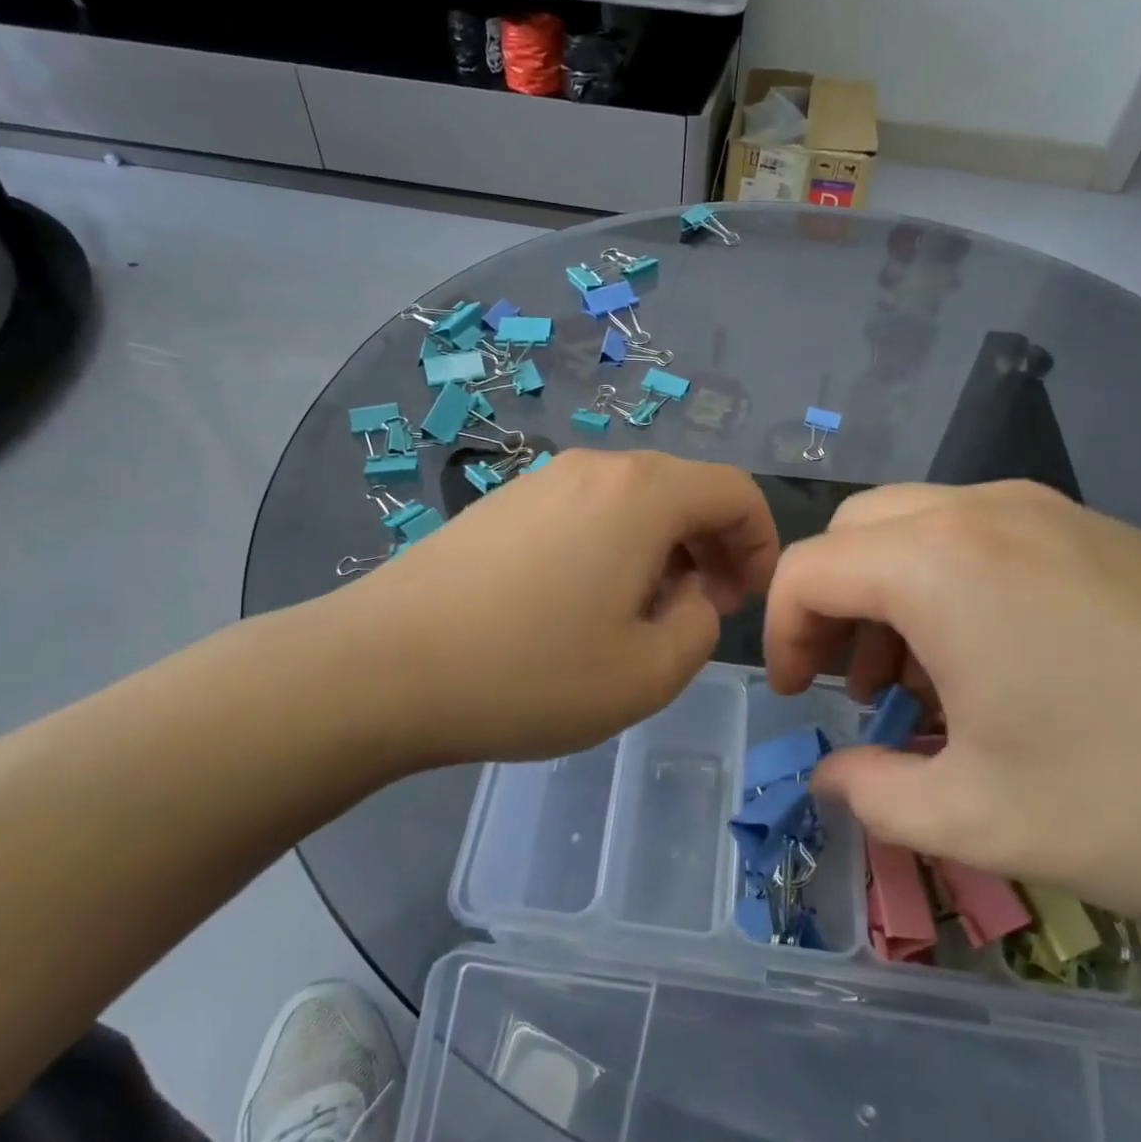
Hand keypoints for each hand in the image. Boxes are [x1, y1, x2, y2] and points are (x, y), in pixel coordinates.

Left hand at [333, 450, 778, 767]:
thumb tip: (695, 594)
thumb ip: (701, 626)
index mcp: (642, 494)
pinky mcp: (503, 503)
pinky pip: (586, 511)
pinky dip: (613, 546)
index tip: (746, 599)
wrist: (380, 667)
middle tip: (703, 610)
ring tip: (642, 615)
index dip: (760, 541)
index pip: (734, 491)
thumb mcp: (647, 673)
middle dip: (713, 547)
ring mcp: (542, 479)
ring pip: (633, 501)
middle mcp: (596, 467)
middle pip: (683, 489)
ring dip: (662, 549)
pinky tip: (581, 605)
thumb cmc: (528, 673)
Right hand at [761, 479, 1140, 935]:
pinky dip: (953, 587)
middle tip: (851, 683)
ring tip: (924, 684)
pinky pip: (986, 538)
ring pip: (922, 528)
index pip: (808, 567)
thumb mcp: (981, 818)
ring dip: (892, 595)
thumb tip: (828, 779)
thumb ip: (874, 795)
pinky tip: (1000, 664)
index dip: (780, 632)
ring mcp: (1055, 514)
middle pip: (859, 531)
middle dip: (832, 603)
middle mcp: (986, 512)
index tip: (798, 698)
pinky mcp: (1107, 534)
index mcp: (940, 563)